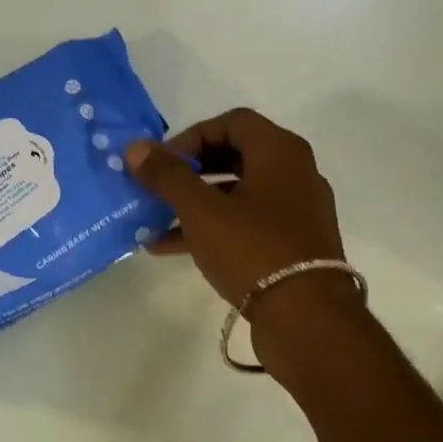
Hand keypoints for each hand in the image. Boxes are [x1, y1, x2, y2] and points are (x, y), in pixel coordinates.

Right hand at [124, 108, 356, 324]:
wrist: (307, 319)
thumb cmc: (253, 249)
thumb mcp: (201, 210)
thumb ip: (167, 175)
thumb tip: (135, 147)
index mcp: (281, 152)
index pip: (232, 122)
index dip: (192, 135)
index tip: (163, 161)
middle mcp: (295, 173)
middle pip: (235, 156)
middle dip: (190, 170)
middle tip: (159, 186)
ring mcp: (296, 211)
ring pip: (238, 194)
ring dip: (195, 203)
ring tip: (156, 219)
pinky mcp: (293, 245)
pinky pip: (246, 224)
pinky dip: (212, 228)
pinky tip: (171, 246)